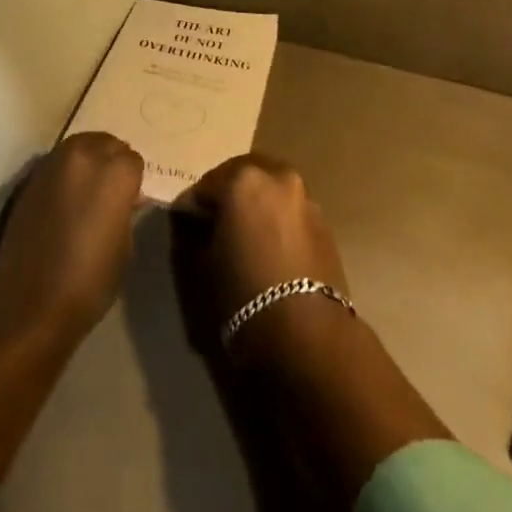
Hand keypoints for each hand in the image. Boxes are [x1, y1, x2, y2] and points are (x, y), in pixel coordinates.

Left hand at [0, 131, 143, 340]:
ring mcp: (54, 163)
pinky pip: (57, 162)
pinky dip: (65, 172)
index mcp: (115, 173)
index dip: (133, 181)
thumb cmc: (88, 282)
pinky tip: (64, 198)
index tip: (129, 199)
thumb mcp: (124, 246)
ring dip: (88, 160)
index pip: (133, 159)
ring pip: (80, 145)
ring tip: (86, 190)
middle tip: (109, 190)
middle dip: (111, 161)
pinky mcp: (31, 176)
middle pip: (106, 143)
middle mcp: (85, 156)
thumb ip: (125, 209)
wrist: (29, 304)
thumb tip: (125, 198)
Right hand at [173, 154, 349, 354]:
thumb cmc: (243, 294)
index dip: (193, 207)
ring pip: (271, 192)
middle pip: (243, 177)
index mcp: (243, 178)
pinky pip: (291, 213)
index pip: (205, 185)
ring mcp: (306, 198)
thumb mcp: (199, 266)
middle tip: (216, 227)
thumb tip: (191, 220)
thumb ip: (190, 233)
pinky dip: (278, 222)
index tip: (187, 228)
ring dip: (256, 206)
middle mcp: (278, 177)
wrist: (308, 334)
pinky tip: (271, 251)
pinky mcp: (324, 224)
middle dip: (228, 195)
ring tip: (247, 240)